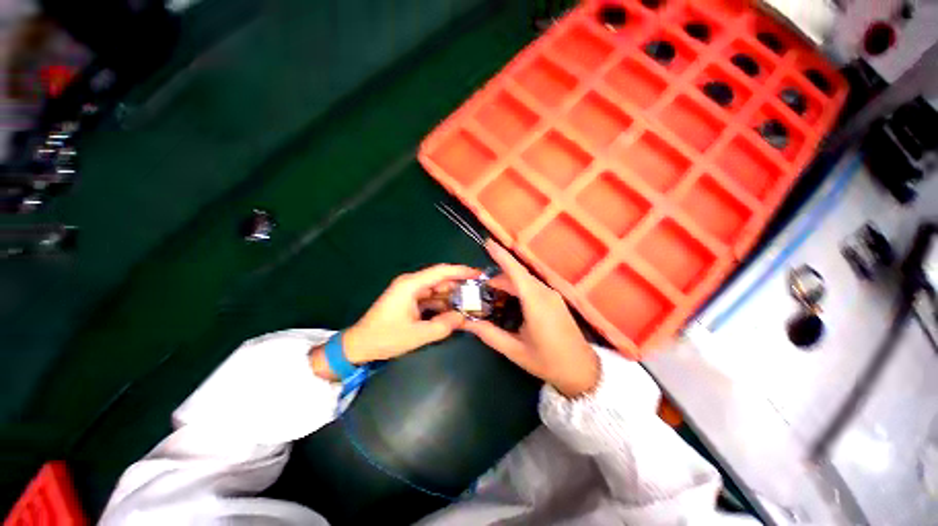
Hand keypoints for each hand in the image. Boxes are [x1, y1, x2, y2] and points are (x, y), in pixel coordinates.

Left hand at [342, 264, 480, 363]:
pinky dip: (442, 304)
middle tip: (478, 294)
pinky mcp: (410, 300)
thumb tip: (463, 317)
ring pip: (437, 290)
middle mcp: (411, 284)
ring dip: (452, 297)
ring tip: (470, 304)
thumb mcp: (417, 335)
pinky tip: (454, 312)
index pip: (441, 272)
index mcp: (411, 285)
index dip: (461, 271)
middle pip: (441, 280)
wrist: (359, 346)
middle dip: (460, 286)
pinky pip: (431, 298)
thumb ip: (443, 326)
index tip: (478, 275)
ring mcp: (410, 292)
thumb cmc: (385, 338)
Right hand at [463, 241, 599, 397]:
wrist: (582, 371)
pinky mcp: (554, 300)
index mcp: (536, 303)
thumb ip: (490, 334)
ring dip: (507, 282)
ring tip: (489, 292)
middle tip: (478, 285)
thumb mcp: (515, 351)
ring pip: (525, 280)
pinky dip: (517, 287)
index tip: (488, 243)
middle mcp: (545, 293)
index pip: (516, 272)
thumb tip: (467, 323)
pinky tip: (507, 298)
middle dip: (498, 276)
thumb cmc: (548, 362)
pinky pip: (532, 286)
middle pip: (518, 275)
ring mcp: (552, 295)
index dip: (501, 256)